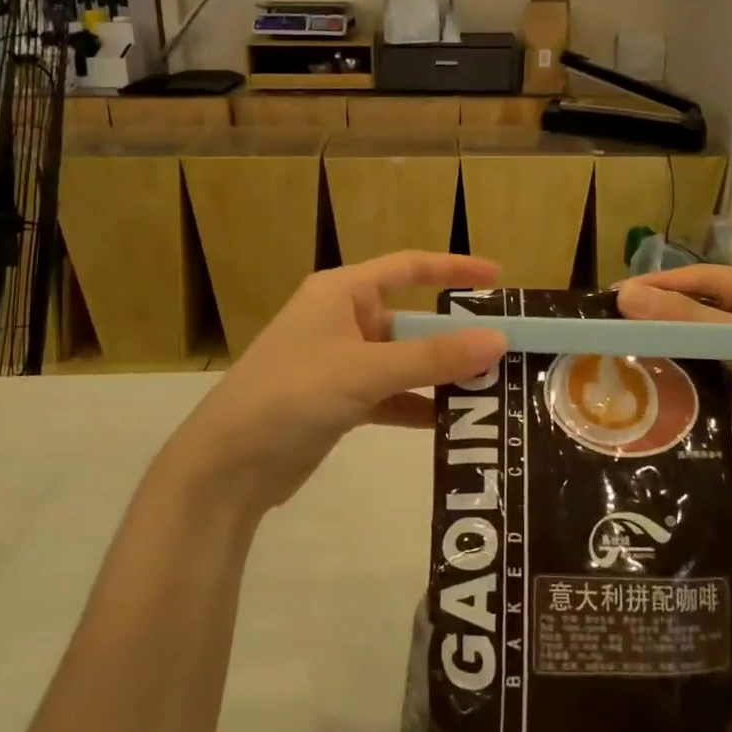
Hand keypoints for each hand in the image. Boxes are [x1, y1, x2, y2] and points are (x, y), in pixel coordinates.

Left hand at [169, 252, 506, 515]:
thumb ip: (433, 357)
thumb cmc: (292, 394)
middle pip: (411, 319)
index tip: (498, 278)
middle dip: (454, 336)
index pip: (407, 267)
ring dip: (440, 374)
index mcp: (342, 292)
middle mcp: (342, 320)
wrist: (227, 465)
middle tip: (504, 350)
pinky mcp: (339, 401)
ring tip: (489, 389)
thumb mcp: (366, 370)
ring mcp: (340, 363)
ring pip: (404, 360)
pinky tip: (449, 422)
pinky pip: (391, 395)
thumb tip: (498, 339)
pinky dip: (417, 406)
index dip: (453, 267)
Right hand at [616, 265, 731, 510]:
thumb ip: (688, 321)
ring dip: (663, 355)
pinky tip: (642, 390)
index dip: (659, 286)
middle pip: (699, 314)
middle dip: (656, 321)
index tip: (612, 297)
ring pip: (697, 351)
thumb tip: (625, 295)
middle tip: (604, 330)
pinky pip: (703, 384)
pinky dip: (677, 385)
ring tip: (613, 359)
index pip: (706, 280)